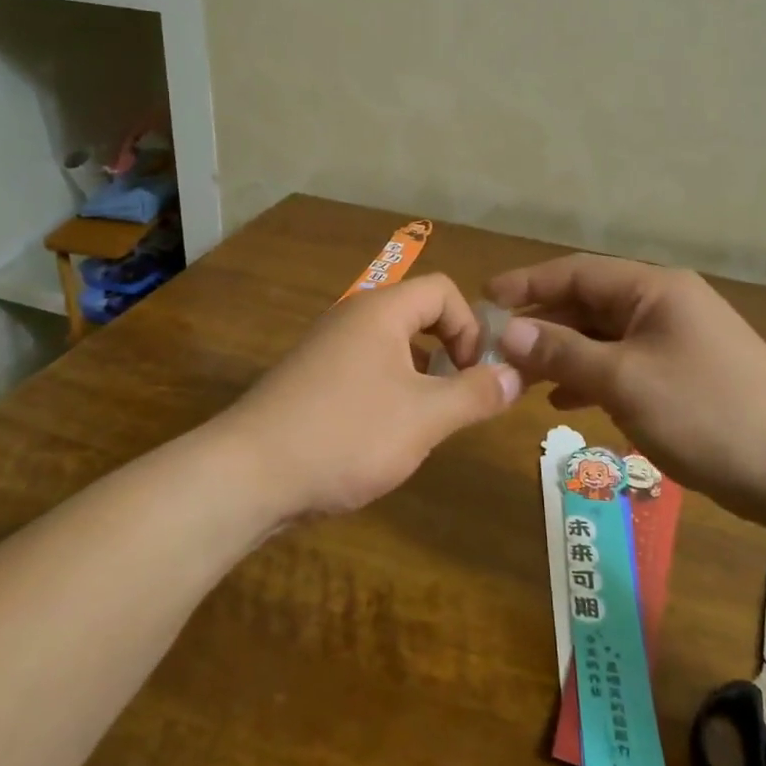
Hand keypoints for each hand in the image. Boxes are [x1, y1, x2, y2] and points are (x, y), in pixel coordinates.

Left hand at [217, 274, 521, 519]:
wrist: (248, 475)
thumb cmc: (347, 435)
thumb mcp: (425, 417)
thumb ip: (476, 393)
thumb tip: (517, 375)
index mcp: (380, 311)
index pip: (443, 290)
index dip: (471, 327)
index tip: (475, 375)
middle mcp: (350, 318)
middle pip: (417, 316)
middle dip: (448, 355)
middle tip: (456, 402)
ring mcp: (324, 350)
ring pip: (391, 348)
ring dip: (419, 379)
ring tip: (423, 426)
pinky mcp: (308, 382)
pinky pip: (364, 372)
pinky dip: (387, 394)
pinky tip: (381, 439)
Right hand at [487, 256, 765, 515]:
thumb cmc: (706, 414)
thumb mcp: (624, 380)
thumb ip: (562, 352)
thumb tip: (506, 331)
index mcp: (655, 290)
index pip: (576, 272)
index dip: (527, 284)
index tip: (484, 299)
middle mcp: (666, 304)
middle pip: (589, 304)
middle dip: (542, 324)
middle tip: (495, 349)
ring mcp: (678, 340)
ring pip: (604, 336)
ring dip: (563, 354)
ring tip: (521, 377)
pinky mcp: (685, 374)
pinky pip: (624, 363)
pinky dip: (592, 377)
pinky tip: (566, 401)